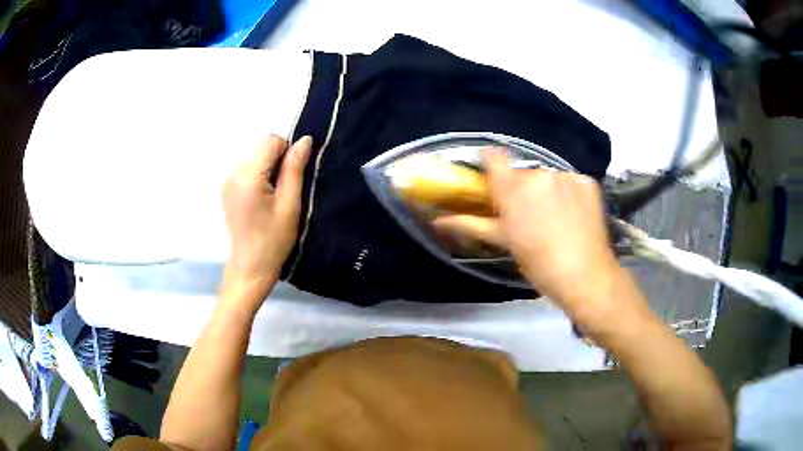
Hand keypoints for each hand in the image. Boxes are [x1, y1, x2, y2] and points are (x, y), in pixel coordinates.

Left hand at [222, 134, 311, 293]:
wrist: (250, 267)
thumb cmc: (274, 240)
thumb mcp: (290, 204)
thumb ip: (295, 168)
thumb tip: (304, 140)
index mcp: (247, 176)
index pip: (270, 141)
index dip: (287, 152)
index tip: (292, 178)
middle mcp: (232, 173)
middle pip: (261, 147)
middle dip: (277, 160)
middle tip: (284, 190)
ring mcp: (227, 181)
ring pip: (255, 157)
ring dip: (268, 168)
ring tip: (272, 197)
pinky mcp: (226, 189)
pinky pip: (247, 169)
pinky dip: (259, 176)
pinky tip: (262, 199)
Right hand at [435, 150, 623, 318]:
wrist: (585, 276)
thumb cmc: (539, 264)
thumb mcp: (504, 242)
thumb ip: (471, 224)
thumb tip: (437, 220)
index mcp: (513, 189)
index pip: (493, 157)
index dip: (489, 161)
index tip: (491, 174)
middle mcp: (538, 174)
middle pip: (523, 172)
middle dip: (522, 188)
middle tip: (528, 215)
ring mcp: (565, 176)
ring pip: (548, 177)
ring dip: (547, 191)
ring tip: (555, 218)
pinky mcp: (586, 182)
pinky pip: (570, 182)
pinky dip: (569, 193)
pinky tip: (573, 215)